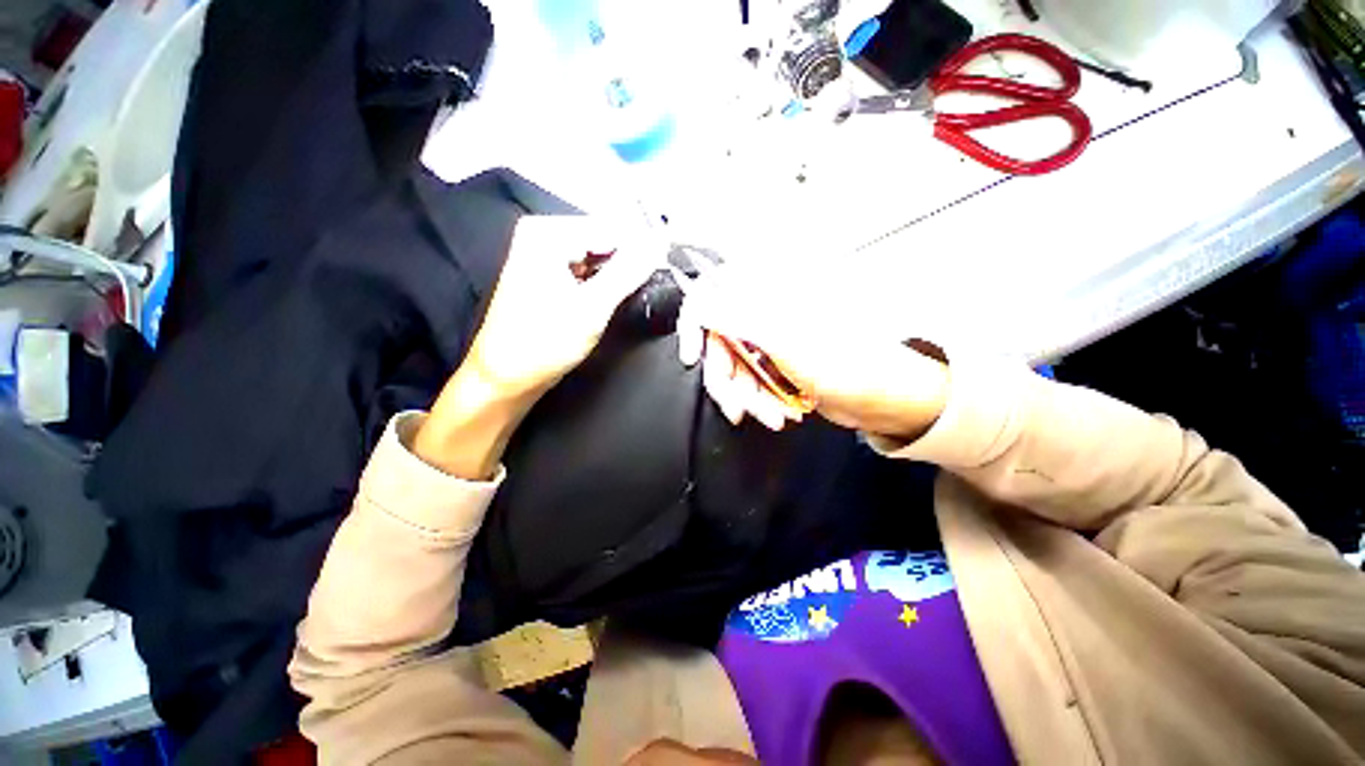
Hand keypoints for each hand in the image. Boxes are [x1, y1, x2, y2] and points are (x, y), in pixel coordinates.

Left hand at [415, 216, 657, 478]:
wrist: (506, 376)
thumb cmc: (542, 344)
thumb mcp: (592, 308)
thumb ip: (628, 272)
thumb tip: (658, 244)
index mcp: (547, 234)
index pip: (611, 227)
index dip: (643, 245)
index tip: (667, 261)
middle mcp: (543, 235)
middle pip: (604, 239)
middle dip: (631, 260)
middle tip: (653, 282)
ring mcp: (545, 254)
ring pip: (599, 255)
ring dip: (620, 272)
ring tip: (635, 291)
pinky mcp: (550, 274)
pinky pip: (588, 268)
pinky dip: (606, 281)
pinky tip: (615, 295)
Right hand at [677, 268, 949, 440]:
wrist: (878, 398)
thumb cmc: (842, 364)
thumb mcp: (782, 342)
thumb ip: (734, 319)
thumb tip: (698, 303)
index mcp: (764, 298)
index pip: (710, 297)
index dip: (692, 325)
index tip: (690, 357)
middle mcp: (762, 316)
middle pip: (717, 345)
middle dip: (728, 380)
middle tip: (740, 406)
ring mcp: (767, 344)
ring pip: (732, 369)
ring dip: (747, 397)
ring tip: (772, 415)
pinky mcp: (772, 368)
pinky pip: (748, 384)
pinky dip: (759, 401)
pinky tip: (780, 412)